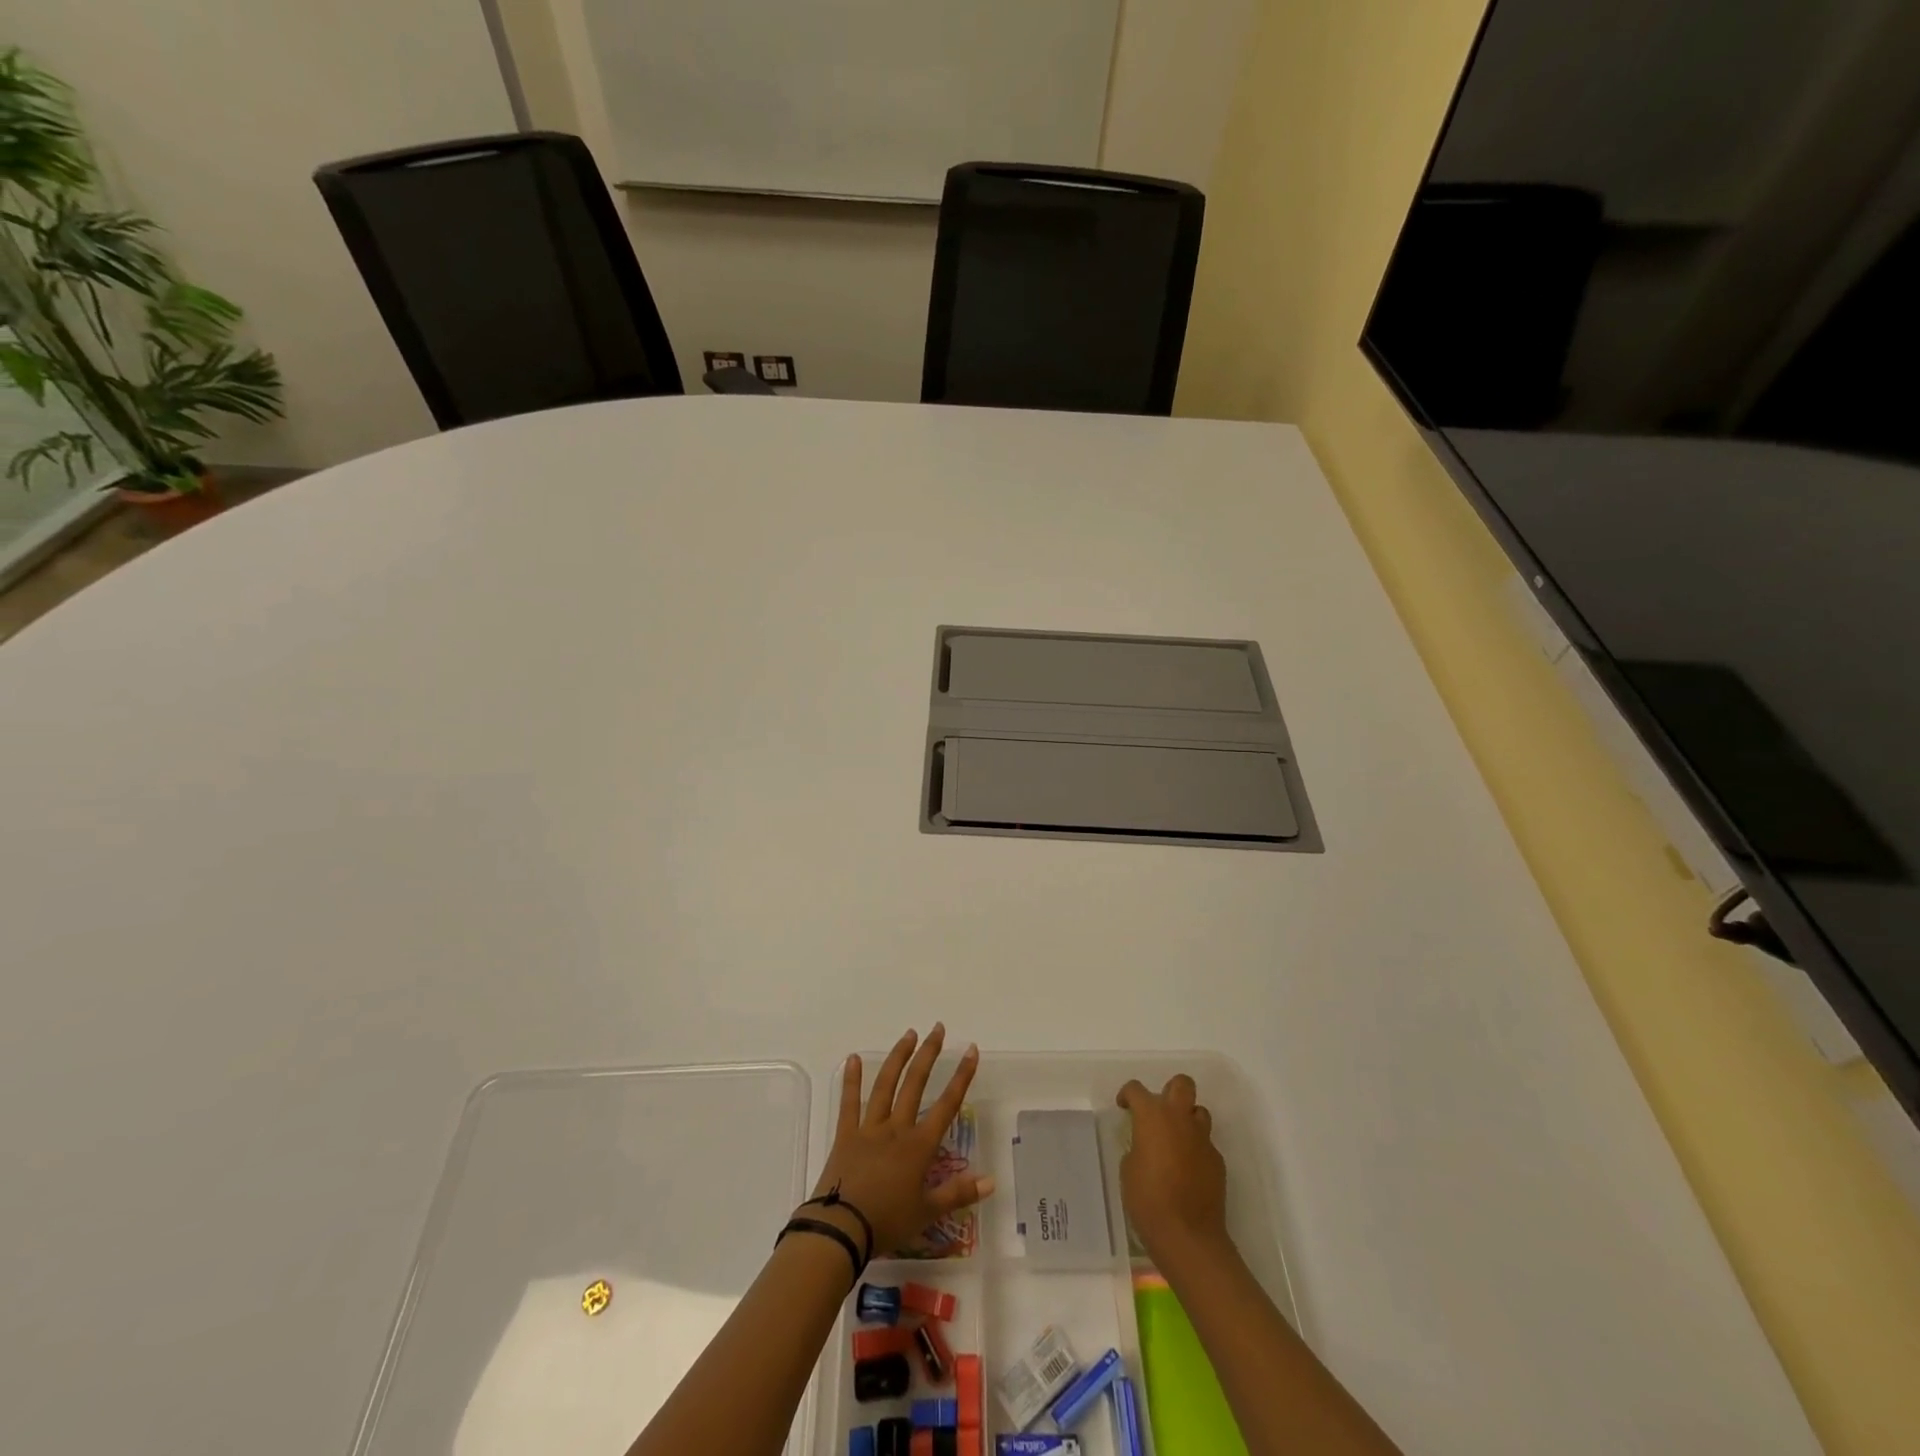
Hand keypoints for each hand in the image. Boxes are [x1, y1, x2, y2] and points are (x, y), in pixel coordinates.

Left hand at [811, 1025, 995, 1254]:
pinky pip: (849, 1102)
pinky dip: (851, 1079)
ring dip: (898, 1057)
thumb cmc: (887, 1222)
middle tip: (937, 1029)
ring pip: (886, 1085)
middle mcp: (896, 1128)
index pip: (946, 1105)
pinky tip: (853, 1058)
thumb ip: (959, 1194)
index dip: (961, 1077)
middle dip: (928, 1054)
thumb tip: (991, 1180)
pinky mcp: (846, 1134)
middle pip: (915, 1084)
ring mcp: (869, 1128)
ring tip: (909, 1035)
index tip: (970, 1051)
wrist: (841, 1229)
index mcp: (919, 1146)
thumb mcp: (927, 1213)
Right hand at [1116, 1074, 1230, 1263]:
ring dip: (1187, 1119)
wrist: (1188, 1235)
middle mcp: (1180, 1119)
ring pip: (1199, 1112)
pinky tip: (1188, 1171)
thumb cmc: (1148, 1199)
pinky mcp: (1218, 1161)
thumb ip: (1138, 1146)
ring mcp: (1203, 1139)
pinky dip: (1196, 1149)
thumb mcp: (1128, 1169)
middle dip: (1170, 1091)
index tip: (1124, 1107)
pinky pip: (1206, 1144)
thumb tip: (1147, 1146)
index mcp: (1152, 1116)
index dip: (1128, 1095)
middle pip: (1182, 1084)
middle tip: (1159, 1112)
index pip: (1137, 1089)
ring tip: (1176, 1141)